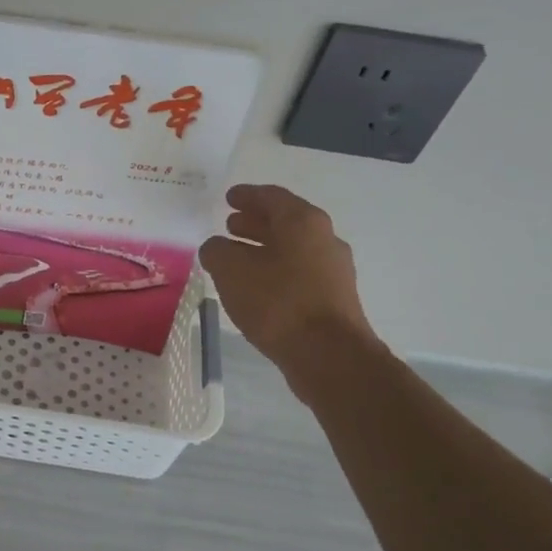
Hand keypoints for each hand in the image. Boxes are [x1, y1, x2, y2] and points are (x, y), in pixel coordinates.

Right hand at [199, 184, 374, 359]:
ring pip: (293, 249)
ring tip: (238, 256)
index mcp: (303, 222)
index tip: (228, 197)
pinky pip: (299, 273)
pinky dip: (276, 270)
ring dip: (265, 248)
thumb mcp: (231, 270)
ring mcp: (334, 270)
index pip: (271, 196)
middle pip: (286, 222)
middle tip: (230, 224)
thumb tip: (217, 248)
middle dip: (256, 222)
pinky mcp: (334, 298)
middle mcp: (324, 239)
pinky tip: (257, 286)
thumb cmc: (278, 301)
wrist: (328, 355)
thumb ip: (217, 251)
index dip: (247, 195)